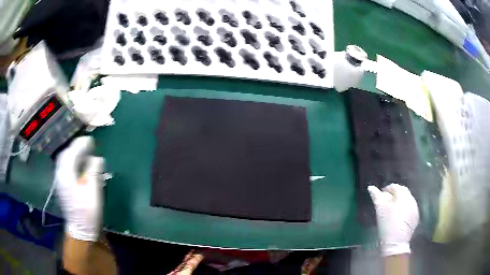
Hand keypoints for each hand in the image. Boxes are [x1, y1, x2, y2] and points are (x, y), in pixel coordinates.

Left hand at [55, 136, 103, 240]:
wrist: (80, 229)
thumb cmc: (87, 212)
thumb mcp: (93, 193)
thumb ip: (93, 173)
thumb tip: (97, 158)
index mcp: (66, 176)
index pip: (72, 154)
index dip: (81, 145)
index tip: (90, 140)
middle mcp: (60, 175)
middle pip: (65, 154)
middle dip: (75, 146)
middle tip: (87, 144)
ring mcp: (60, 180)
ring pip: (63, 160)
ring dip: (72, 153)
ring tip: (83, 151)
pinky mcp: (62, 185)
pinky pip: (64, 166)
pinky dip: (70, 160)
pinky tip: (77, 162)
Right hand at [368, 183, 418, 256]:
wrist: (395, 243)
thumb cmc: (386, 225)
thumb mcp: (379, 210)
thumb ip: (376, 197)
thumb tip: (371, 188)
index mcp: (402, 195)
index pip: (394, 186)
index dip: (386, 189)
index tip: (381, 196)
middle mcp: (411, 199)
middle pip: (402, 192)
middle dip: (394, 195)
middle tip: (386, 203)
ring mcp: (415, 208)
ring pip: (407, 200)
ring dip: (400, 202)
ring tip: (392, 211)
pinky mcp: (416, 216)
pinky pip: (410, 208)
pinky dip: (405, 209)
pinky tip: (399, 217)